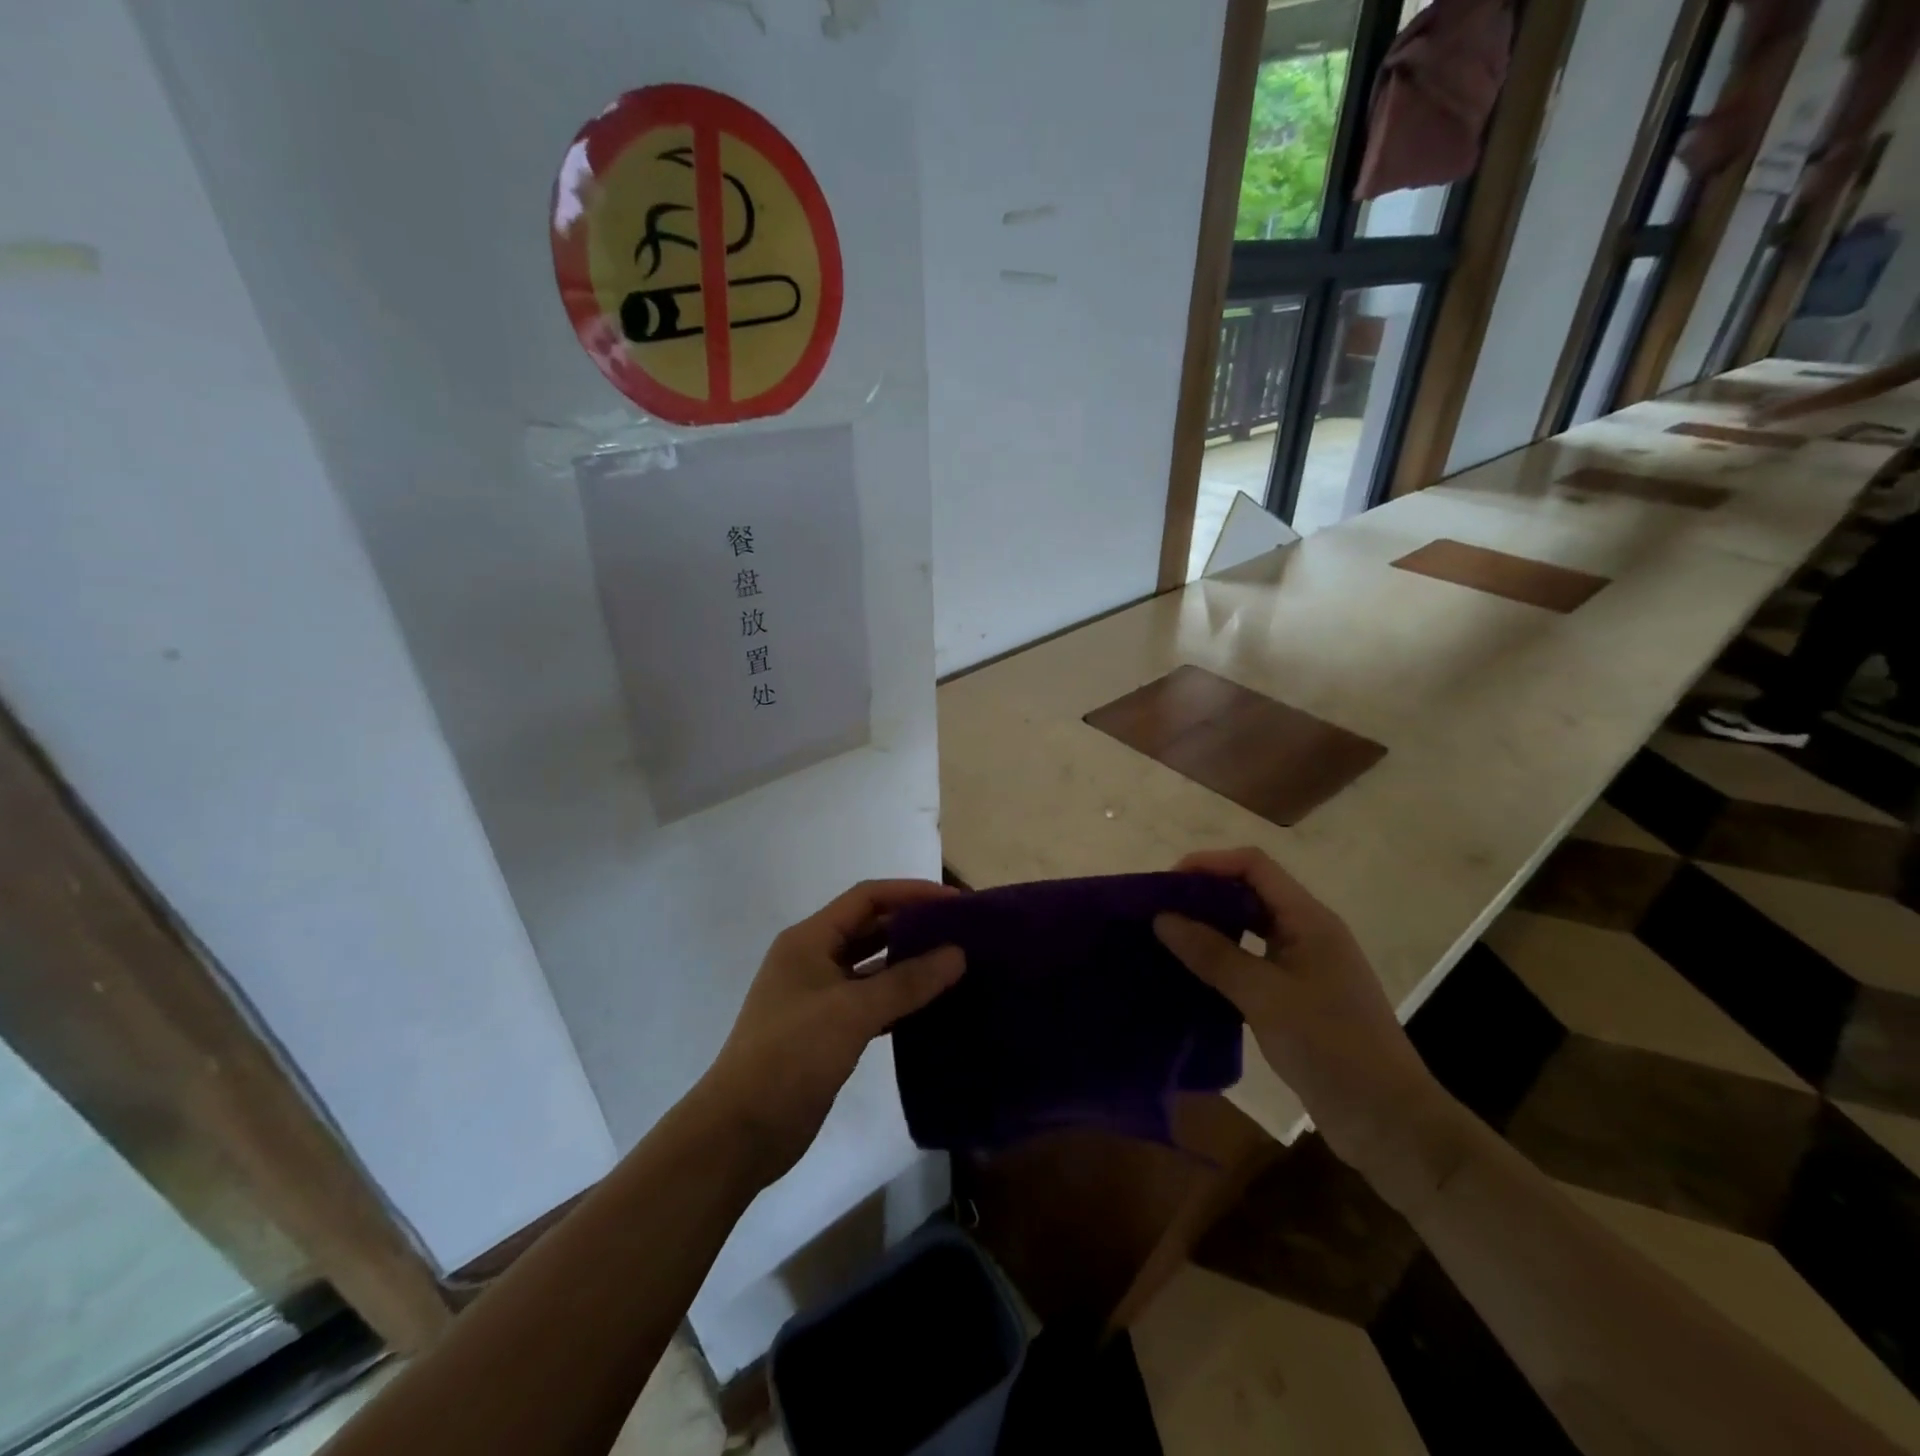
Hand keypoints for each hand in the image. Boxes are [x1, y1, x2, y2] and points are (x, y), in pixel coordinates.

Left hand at [700, 880, 964, 1186]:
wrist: (740, 1132)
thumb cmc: (791, 1055)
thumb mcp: (852, 1012)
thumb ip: (906, 982)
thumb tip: (957, 954)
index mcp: (809, 940)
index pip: (867, 898)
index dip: (911, 893)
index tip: (955, 903)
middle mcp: (812, 959)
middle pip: (870, 928)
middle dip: (913, 926)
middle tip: (961, 934)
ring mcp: (818, 997)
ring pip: (872, 967)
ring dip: (909, 965)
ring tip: (955, 966)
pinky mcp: (826, 1031)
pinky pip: (870, 1002)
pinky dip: (898, 1000)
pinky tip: (931, 1008)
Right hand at [1153, 848, 1444, 1177]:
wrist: (1387, 1121)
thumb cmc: (1330, 1046)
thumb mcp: (1264, 996)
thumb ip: (1213, 954)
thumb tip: (1162, 918)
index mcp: (1309, 920)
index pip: (1254, 866)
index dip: (1210, 864)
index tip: (1167, 883)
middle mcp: (1308, 932)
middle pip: (1251, 891)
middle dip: (1205, 894)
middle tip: (1160, 911)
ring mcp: (1306, 965)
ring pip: (1251, 927)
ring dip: (1212, 926)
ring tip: (1169, 938)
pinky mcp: (1299, 996)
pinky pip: (1254, 960)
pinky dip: (1223, 959)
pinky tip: (1194, 975)